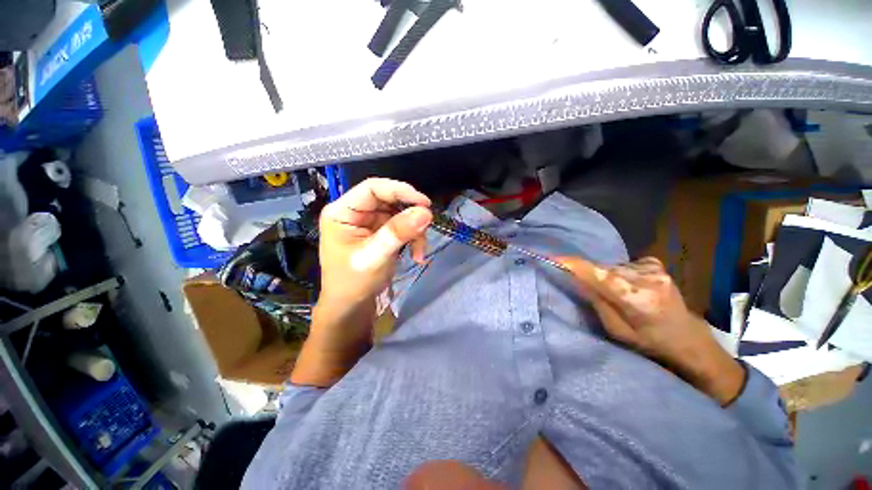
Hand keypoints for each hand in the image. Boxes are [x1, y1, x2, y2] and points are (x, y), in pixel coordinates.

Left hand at [291, 179, 431, 386]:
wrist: (351, 307)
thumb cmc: (354, 283)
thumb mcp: (375, 257)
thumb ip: (398, 233)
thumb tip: (426, 212)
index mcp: (343, 212)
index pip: (373, 188)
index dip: (400, 190)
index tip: (424, 203)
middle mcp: (355, 212)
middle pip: (389, 200)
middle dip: (410, 215)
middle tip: (426, 228)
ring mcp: (369, 222)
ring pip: (400, 213)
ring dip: (414, 231)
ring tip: (420, 251)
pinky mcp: (380, 232)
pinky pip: (402, 227)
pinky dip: (413, 238)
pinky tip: (416, 254)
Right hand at [560, 256, 745, 405]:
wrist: (689, 339)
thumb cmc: (650, 343)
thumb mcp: (617, 331)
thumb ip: (597, 301)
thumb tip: (576, 279)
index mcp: (636, 298)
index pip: (597, 274)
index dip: (572, 265)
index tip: (551, 257)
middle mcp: (645, 277)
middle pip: (601, 269)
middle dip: (589, 276)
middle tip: (592, 292)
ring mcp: (652, 268)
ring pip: (611, 267)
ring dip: (605, 277)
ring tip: (616, 295)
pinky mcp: (655, 264)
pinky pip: (622, 265)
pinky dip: (618, 274)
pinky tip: (630, 287)